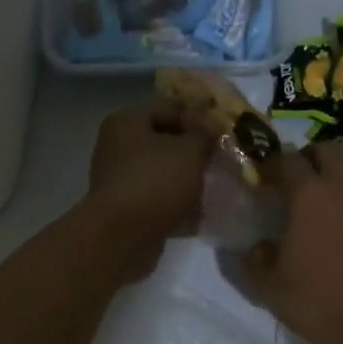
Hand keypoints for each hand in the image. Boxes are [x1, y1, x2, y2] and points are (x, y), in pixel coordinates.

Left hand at [83, 99, 216, 279]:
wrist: (122, 237)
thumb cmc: (156, 182)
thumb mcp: (190, 150)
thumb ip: (205, 133)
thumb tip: (213, 125)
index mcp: (127, 122)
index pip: (169, 106)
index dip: (199, 116)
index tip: (223, 131)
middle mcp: (118, 146)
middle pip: (165, 141)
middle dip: (195, 151)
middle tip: (222, 160)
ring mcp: (121, 180)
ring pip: (164, 172)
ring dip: (189, 180)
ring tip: (216, 187)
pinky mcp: (128, 209)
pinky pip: (159, 200)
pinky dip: (179, 205)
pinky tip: (202, 214)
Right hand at [245, 114, 342, 343]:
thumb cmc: (320, 305)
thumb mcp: (271, 289)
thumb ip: (256, 263)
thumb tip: (252, 247)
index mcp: (307, 200)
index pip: (286, 166)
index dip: (274, 162)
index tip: (267, 167)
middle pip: (329, 153)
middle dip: (315, 149)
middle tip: (309, 156)